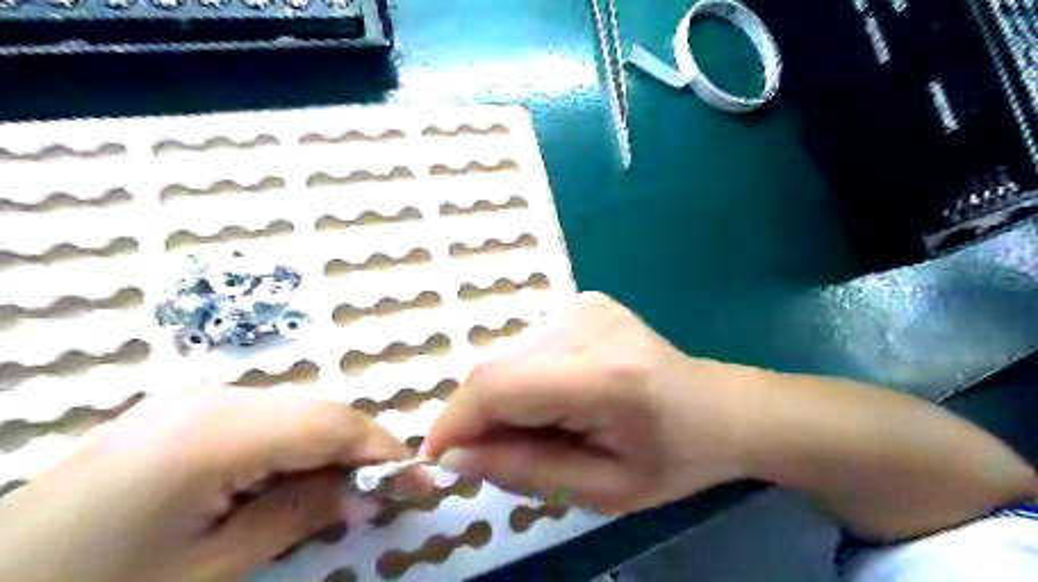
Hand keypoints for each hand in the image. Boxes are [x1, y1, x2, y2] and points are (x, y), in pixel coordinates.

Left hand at [0, 387, 416, 580]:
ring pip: (294, 410)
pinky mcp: (180, 407)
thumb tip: (365, 493)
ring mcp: (191, 395)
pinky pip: (262, 415)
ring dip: (326, 447)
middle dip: (358, 449)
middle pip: (316, 410)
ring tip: (335, 493)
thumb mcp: (209, 570)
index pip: (332, 423)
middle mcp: (211, 395)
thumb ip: (298, 516)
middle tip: (381, 493)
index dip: (383, 449)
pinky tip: (284, 480)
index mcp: (215, 431)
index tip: (420, 480)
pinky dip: (291, 443)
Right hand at [416, 293, 759, 515]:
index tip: (435, 459)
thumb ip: (524, 471)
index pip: (499, 386)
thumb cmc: (671, 458)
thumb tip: (453, 456)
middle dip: (478, 416)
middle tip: (497, 453)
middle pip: (495, 367)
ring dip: (502, 397)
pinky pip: (526, 345)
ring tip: (540, 426)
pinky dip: (521, 378)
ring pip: (506, 355)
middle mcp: (588, 324)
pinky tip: (554, 398)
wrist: (717, 407)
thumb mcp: (602, 491)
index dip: (455, 421)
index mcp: (604, 377)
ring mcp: (585, 304)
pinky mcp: (583, 300)